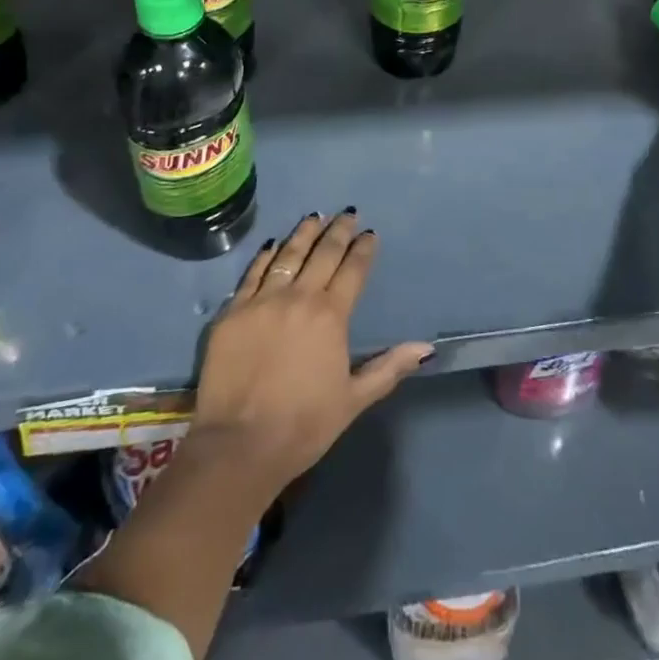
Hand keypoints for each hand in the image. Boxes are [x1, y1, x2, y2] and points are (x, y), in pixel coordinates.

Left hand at [189, 211, 432, 502]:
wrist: (239, 445)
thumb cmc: (303, 425)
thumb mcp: (353, 399)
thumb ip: (389, 368)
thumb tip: (426, 348)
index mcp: (331, 316)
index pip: (352, 271)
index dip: (363, 250)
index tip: (370, 234)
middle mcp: (298, 297)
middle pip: (322, 254)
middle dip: (338, 231)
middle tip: (348, 214)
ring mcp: (262, 301)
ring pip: (288, 255)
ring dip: (304, 233)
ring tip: (315, 216)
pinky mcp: (232, 311)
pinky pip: (252, 273)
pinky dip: (265, 255)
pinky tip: (272, 244)